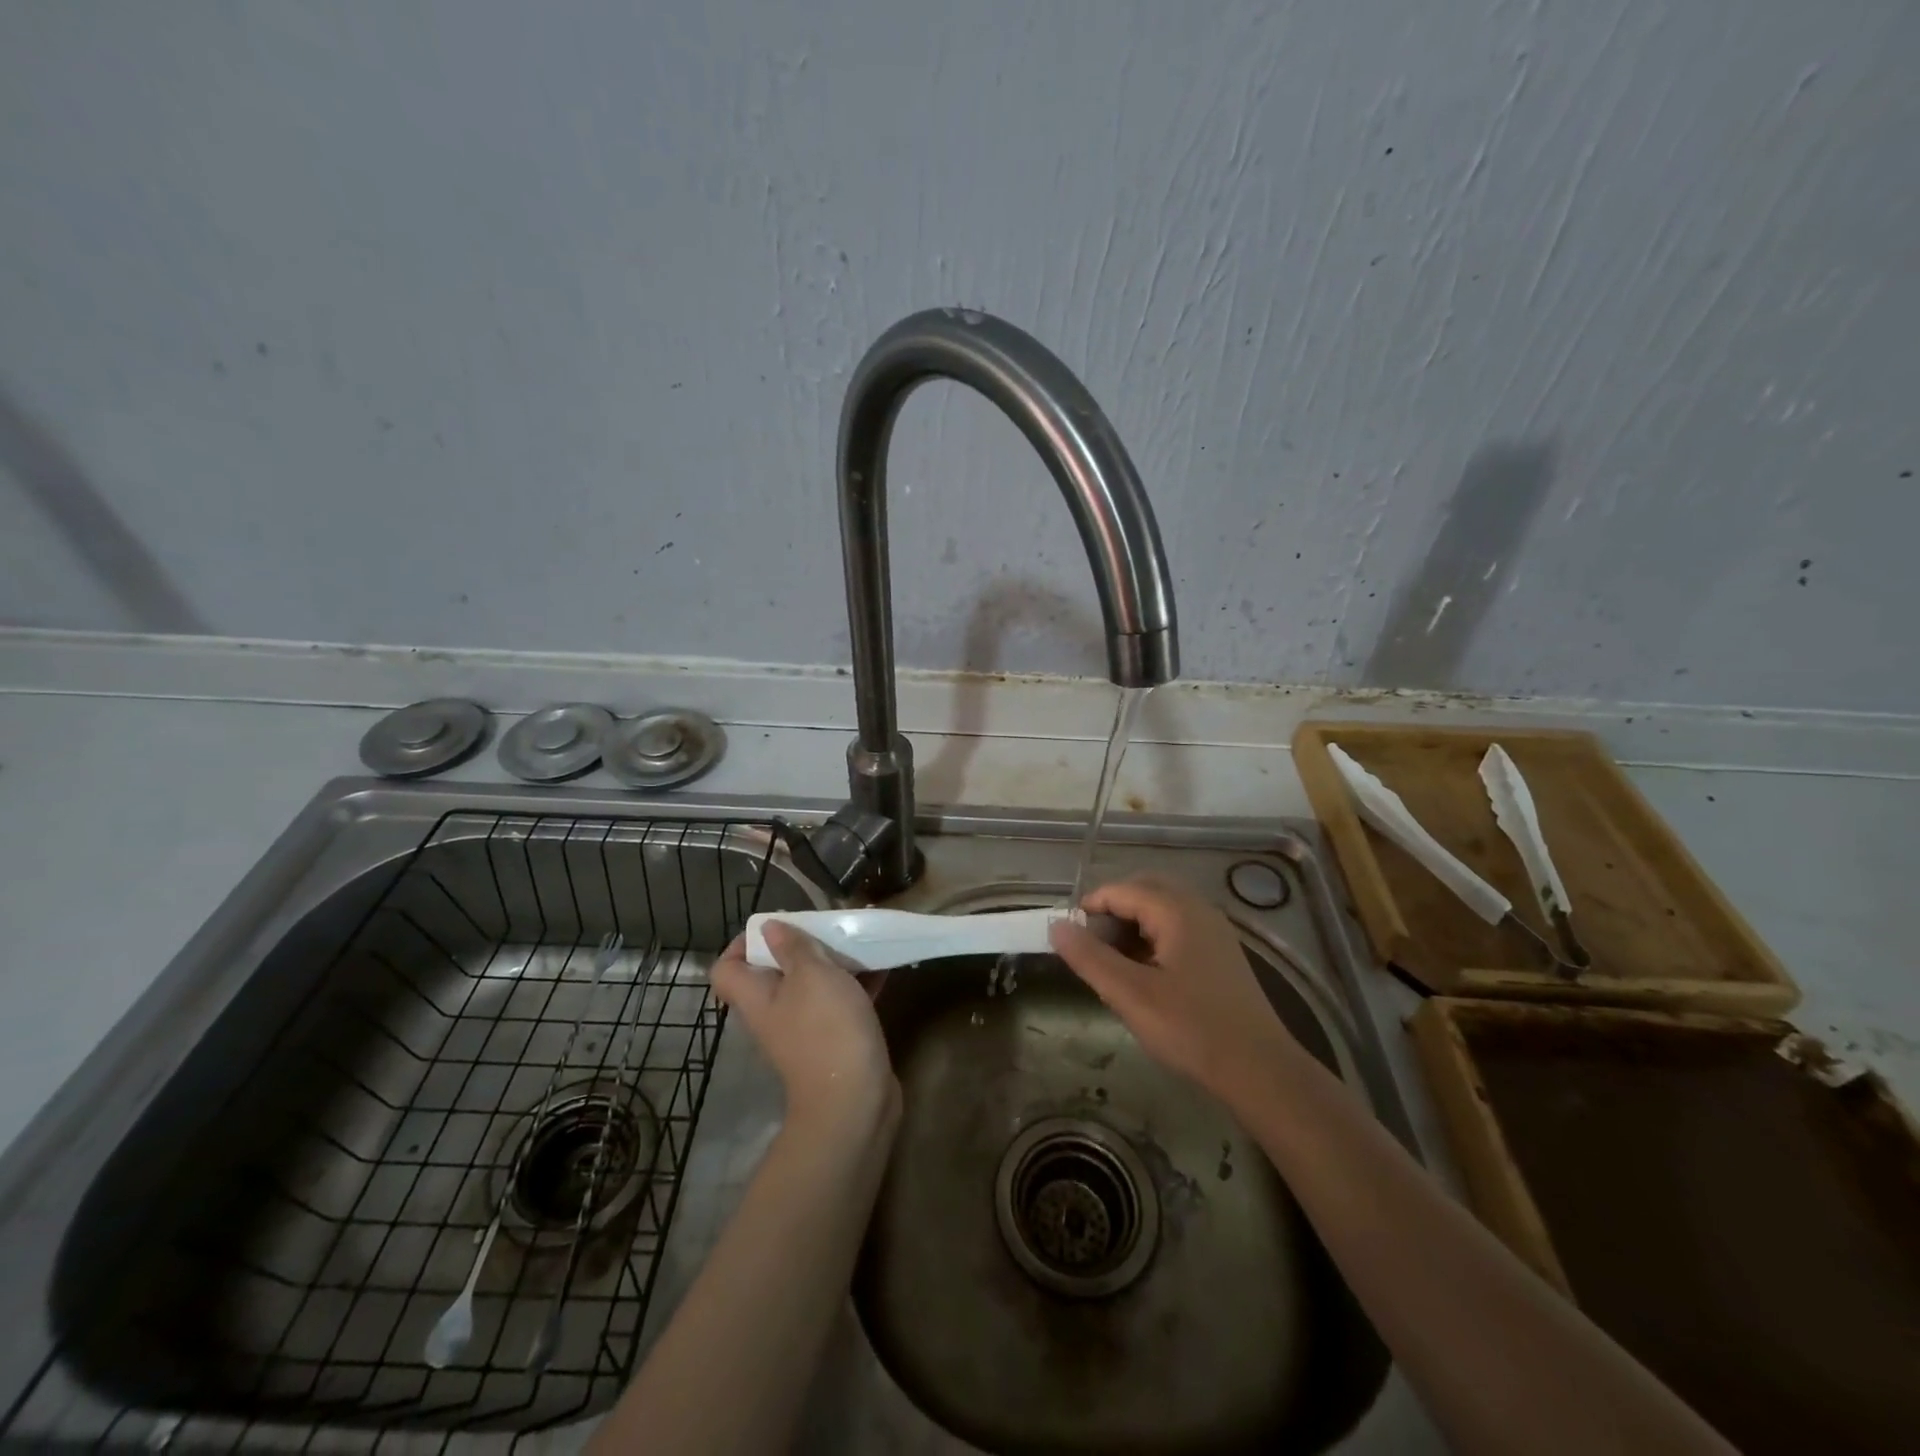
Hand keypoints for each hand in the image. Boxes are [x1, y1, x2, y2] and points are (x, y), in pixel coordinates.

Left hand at [710, 922, 899, 1136]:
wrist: (855, 1100)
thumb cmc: (826, 1029)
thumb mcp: (811, 975)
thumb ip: (792, 947)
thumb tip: (768, 927)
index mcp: (757, 997)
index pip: (727, 969)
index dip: (741, 944)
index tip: (774, 926)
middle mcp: (774, 1013)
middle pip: (774, 972)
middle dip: (799, 946)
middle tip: (825, 926)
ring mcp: (805, 1029)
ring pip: (812, 985)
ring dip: (832, 962)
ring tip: (856, 938)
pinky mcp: (836, 1040)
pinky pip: (841, 1002)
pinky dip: (857, 982)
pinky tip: (882, 964)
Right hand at [1050, 874, 1298, 1101]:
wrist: (1260, 1070)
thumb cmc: (1192, 1029)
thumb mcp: (1130, 995)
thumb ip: (1090, 958)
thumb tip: (1057, 925)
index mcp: (1177, 911)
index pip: (1121, 890)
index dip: (1089, 907)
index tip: (1068, 937)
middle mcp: (1198, 910)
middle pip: (1144, 891)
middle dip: (1111, 911)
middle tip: (1089, 946)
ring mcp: (1214, 932)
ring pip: (1162, 910)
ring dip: (1131, 925)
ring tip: (1112, 962)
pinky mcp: (1221, 954)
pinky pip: (1177, 929)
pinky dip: (1152, 939)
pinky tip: (1143, 974)